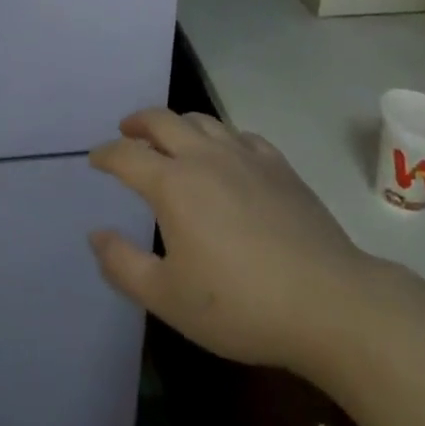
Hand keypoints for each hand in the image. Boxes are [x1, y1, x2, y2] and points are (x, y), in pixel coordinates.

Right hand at [88, 108, 371, 373]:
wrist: (329, 303)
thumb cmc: (241, 305)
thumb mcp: (169, 299)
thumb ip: (123, 265)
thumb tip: (96, 235)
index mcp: (172, 184)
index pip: (127, 155)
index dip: (106, 154)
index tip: (95, 159)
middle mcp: (204, 156)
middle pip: (162, 121)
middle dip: (138, 122)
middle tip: (127, 131)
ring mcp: (245, 155)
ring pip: (201, 120)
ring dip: (177, 123)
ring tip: (171, 137)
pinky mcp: (279, 165)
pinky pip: (240, 135)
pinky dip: (220, 137)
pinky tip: (226, 153)